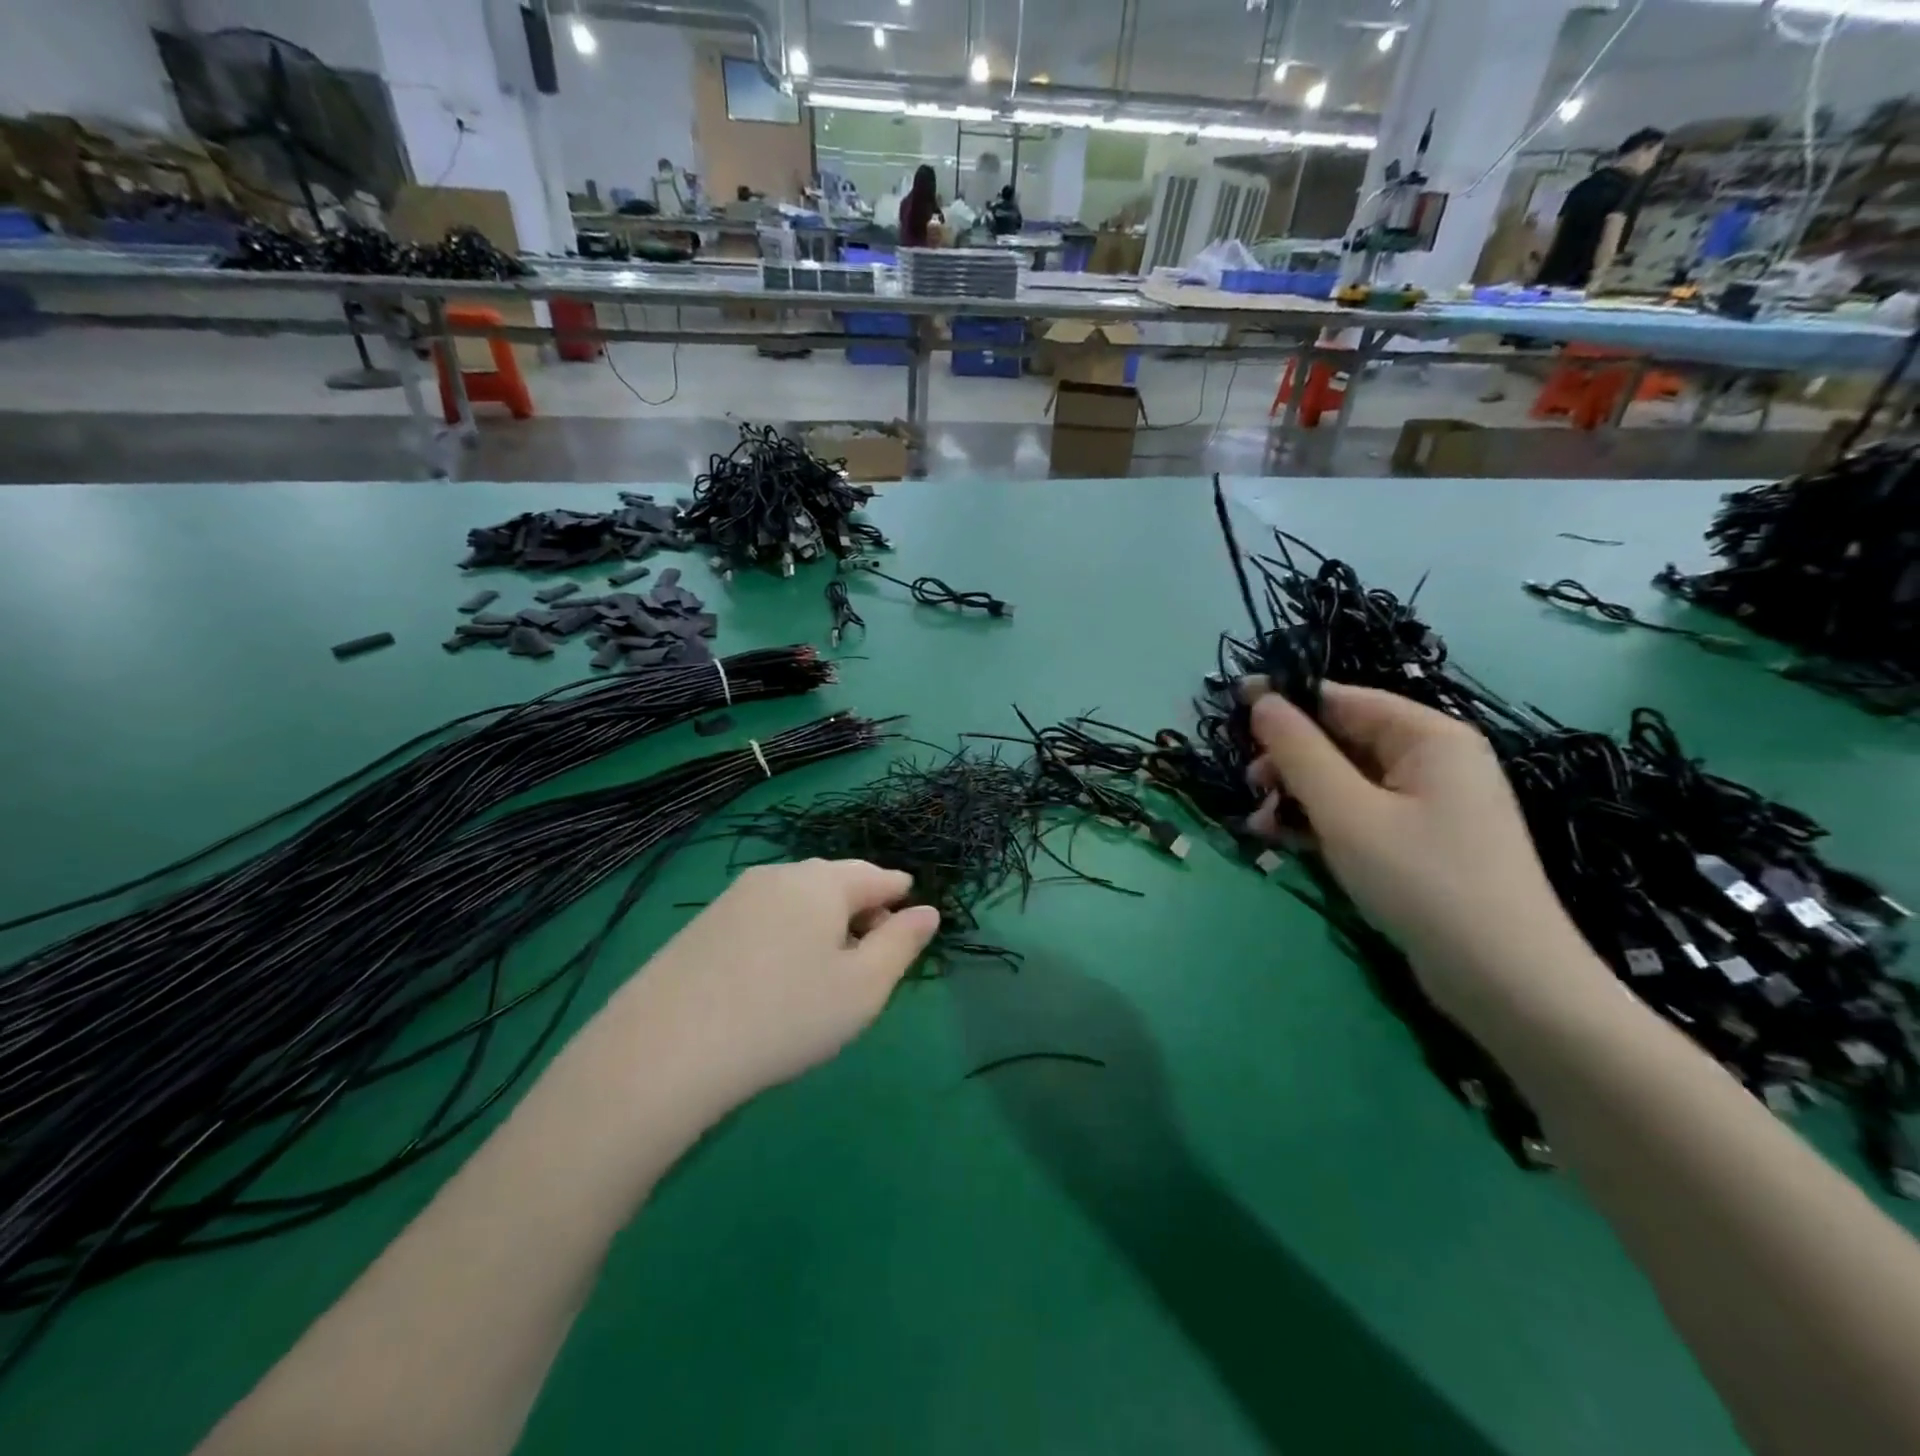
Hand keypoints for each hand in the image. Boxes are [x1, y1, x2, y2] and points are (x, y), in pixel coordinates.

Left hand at [603, 860, 939, 1111]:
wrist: (665, 1049)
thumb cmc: (786, 1016)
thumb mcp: (863, 988)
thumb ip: (901, 945)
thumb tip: (927, 912)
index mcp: (824, 882)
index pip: (878, 876)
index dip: (900, 896)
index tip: (910, 920)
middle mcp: (780, 875)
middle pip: (836, 881)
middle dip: (862, 909)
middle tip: (873, 954)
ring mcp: (736, 896)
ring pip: (797, 898)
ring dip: (823, 922)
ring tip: (828, 967)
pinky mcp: (704, 923)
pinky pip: (765, 916)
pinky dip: (787, 933)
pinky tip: (778, 974)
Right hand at [1246, 682, 1601, 1023]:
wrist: (1506, 983)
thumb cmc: (1423, 882)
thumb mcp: (1347, 813)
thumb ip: (1299, 752)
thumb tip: (1262, 700)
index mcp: (1429, 737)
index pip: (1343, 700)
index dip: (1287, 705)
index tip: (1233, 716)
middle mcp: (1434, 761)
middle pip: (1343, 741)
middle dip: (1290, 762)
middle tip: (1250, 789)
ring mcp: (1430, 805)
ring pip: (1346, 782)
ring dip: (1299, 798)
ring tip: (1260, 827)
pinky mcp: (1421, 843)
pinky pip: (1361, 815)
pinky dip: (1323, 824)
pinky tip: (1286, 843)